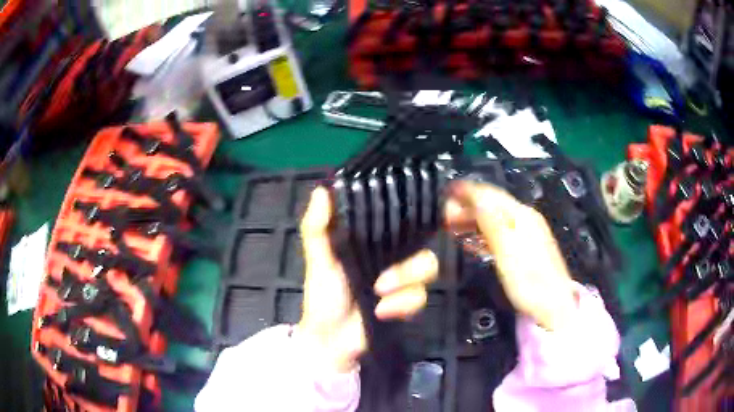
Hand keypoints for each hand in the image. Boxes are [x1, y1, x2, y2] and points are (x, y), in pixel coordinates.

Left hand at [297, 187, 438, 372]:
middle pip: (424, 248)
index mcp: (372, 243)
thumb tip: (322, 189)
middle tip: (380, 283)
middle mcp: (392, 258)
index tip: (426, 215)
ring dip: (405, 286)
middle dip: (408, 267)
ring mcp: (402, 282)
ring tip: (379, 297)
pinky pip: (421, 297)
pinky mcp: (407, 303)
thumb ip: (317, 228)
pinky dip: (402, 306)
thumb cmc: (322, 296)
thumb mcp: (318, 260)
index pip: (402, 224)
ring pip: (428, 270)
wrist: (332, 339)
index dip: (415, 219)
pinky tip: (382, 313)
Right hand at [444, 181, 576, 330]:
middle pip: (492, 205)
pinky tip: (472, 241)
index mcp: (521, 216)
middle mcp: (524, 220)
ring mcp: (526, 234)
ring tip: (453, 226)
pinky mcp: (524, 249)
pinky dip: (483, 234)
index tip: (447, 192)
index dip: (467, 192)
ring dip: (473, 220)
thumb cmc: (530, 282)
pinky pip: (499, 234)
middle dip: (468, 207)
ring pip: (495, 220)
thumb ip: (491, 223)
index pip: (490, 195)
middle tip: (445, 215)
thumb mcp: (508, 252)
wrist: (553, 307)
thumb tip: (475, 197)